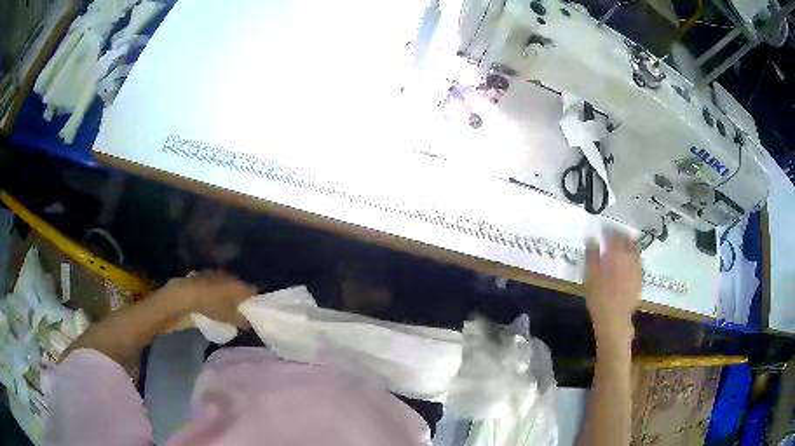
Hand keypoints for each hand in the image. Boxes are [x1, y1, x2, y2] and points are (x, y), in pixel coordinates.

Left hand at [159, 271, 256, 326]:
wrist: (184, 295)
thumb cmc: (211, 306)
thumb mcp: (228, 318)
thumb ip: (241, 321)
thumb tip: (249, 323)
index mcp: (238, 285)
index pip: (253, 290)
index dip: (255, 299)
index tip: (255, 309)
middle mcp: (229, 277)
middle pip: (239, 287)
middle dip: (240, 297)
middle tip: (240, 310)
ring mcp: (215, 275)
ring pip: (226, 285)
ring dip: (227, 294)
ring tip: (226, 307)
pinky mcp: (203, 276)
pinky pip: (215, 285)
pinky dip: (215, 292)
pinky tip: (212, 301)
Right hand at [584, 236, 640, 344]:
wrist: (614, 319)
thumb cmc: (598, 297)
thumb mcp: (589, 275)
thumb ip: (591, 255)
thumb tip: (592, 238)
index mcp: (616, 254)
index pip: (615, 235)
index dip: (610, 230)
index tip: (604, 230)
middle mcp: (630, 258)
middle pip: (628, 241)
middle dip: (621, 236)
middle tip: (613, 237)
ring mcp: (637, 269)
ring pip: (635, 251)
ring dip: (629, 247)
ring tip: (622, 249)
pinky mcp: (640, 279)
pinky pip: (638, 263)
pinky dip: (633, 259)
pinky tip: (627, 265)